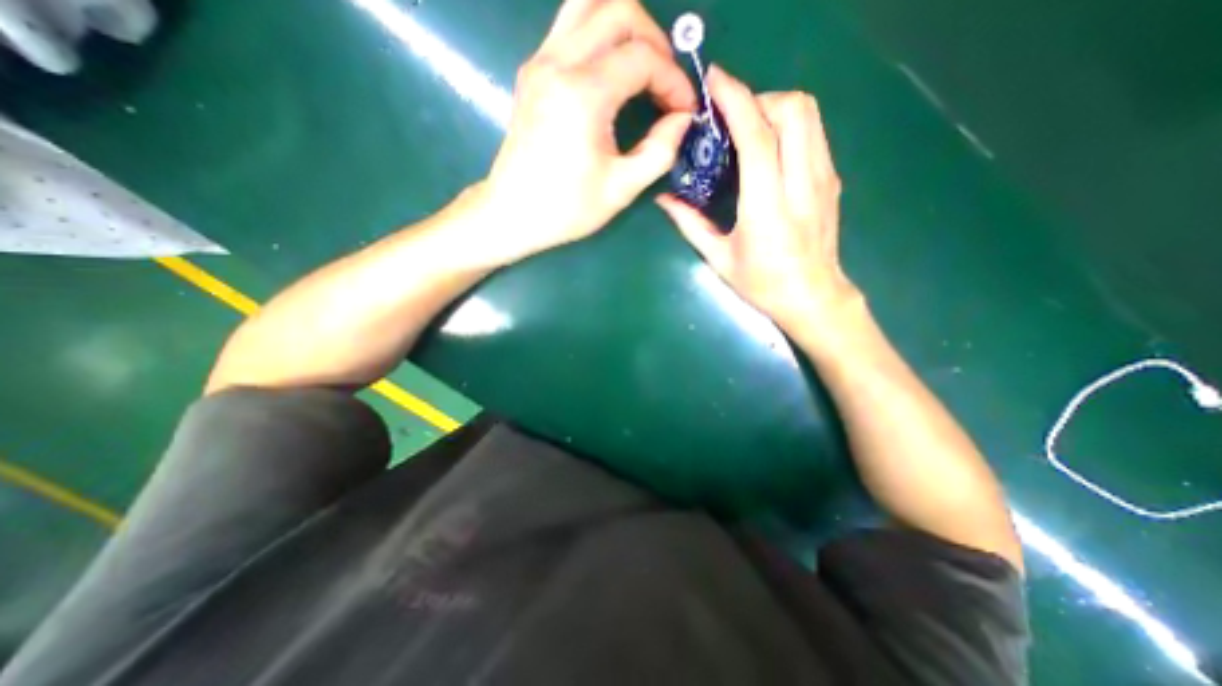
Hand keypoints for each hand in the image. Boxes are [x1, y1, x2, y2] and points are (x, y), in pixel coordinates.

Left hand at [477, 1, 696, 264]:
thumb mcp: (621, 188)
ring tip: (641, 68)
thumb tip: (683, 119)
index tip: (684, 110)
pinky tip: (611, 72)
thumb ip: (660, 150)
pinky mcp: (532, 70)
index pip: (643, 58)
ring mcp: (540, 61)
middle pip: (619, 10)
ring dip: (626, 27)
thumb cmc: (567, 208)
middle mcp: (558, 62)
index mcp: (583, 94)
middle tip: (665, 85)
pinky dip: (600, 35)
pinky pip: (571, 25)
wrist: (512, 213)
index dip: (674, 80)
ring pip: (590, 3)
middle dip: (655, 43)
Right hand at [660, 67, 856, 346]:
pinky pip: (813, 132)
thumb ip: (690, 224)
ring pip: (809, 113)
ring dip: (775, 107)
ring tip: (748, 129)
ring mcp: (823, 178)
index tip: (714, 81)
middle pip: (792, 109)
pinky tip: (769, 147)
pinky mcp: (832, 179)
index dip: (736, 100)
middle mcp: (801, 183)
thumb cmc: (762, 284)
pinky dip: (789, 123)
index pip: (757, 136)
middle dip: (758, 98)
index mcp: (767, 207)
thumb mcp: (719, 259)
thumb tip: (663, 200)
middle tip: (731, 119)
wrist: (814, 298)